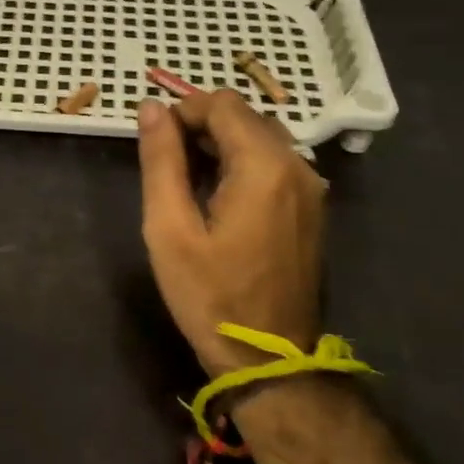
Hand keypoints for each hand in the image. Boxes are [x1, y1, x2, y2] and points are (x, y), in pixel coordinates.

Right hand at [136, 91, 327, 377]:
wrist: (268, 360)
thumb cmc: (210, 296)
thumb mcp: (169, 228)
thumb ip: (161, 161)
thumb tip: (151, 108)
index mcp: (265, 166)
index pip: (223, 104)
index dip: (183, 111)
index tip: (155, 142)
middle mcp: (298, 167)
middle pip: (246, 117)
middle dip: (202, 126)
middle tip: (167, 165)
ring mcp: (312, 189)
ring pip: (262, 139)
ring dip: (223, 145)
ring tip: (188, 182)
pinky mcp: (313, 210)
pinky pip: (276, 165)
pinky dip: (244, 165)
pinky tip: (219, 199)